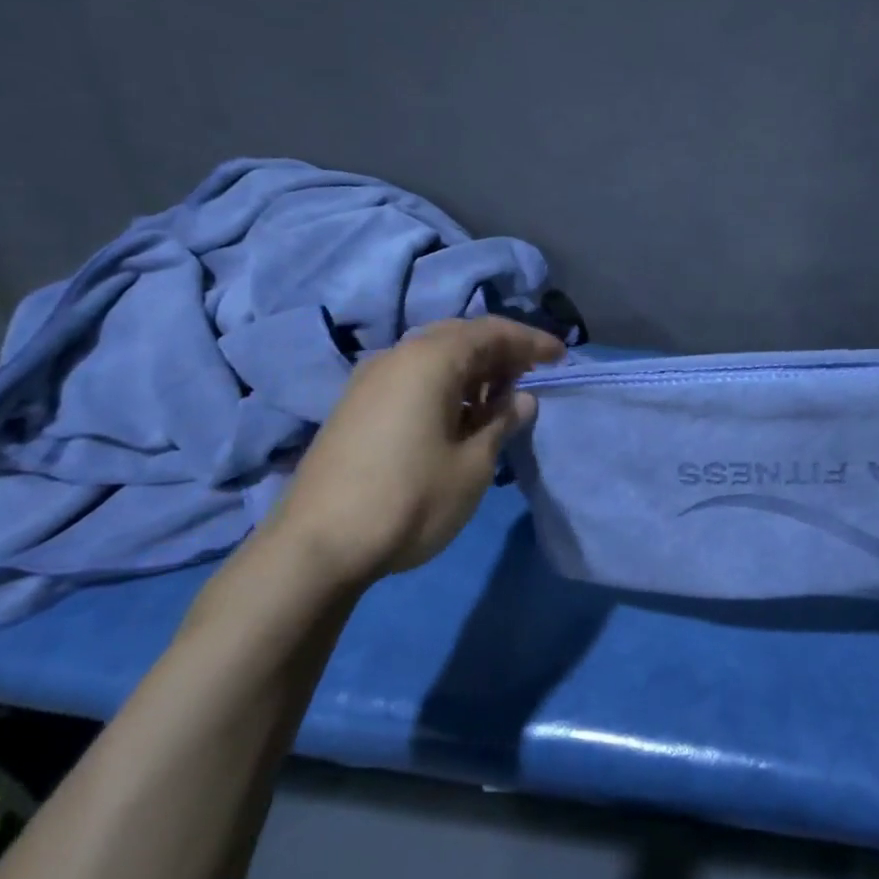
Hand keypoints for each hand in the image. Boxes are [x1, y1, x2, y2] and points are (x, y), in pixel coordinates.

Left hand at [265, 316, 564, 584]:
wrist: (317, 546)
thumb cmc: (410, 499)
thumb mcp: (474, 464)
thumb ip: (503, 422)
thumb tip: (521, 400)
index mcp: (430, 360)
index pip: (492, 332)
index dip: (531, 342)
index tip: (562, 357)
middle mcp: (397, 357)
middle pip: (460, 337)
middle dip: (501, 351)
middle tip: (532, 376)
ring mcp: (370, 381)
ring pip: (433, 357)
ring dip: (472, 370)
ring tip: (500, 399)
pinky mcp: (355, 407)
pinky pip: (412, 378)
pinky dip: (445, 385)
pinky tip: (459, 417)